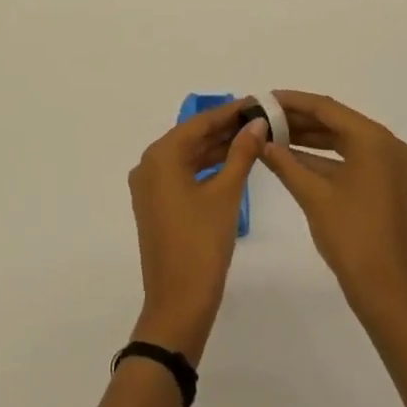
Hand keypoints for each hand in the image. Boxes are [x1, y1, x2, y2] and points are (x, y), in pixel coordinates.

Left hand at [127, 102, 266, 363]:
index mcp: (160, 156)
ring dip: (216, 148)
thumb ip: (242, 153)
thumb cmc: (202, 245)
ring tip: (251, 138)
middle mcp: (148, 164)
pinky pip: (182, 174)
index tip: (255, 101)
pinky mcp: (155, 205)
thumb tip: (258, 123)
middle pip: (191, 138)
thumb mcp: (226, 194)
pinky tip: (230, 163)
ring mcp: (149, 187)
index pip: (199, 123)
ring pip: (187, 157)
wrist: (178, 305)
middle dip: (224, 129)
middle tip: (258, 119)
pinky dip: (205, 168)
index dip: (229, 112)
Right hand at [258, 91, 406, 327]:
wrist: (388, 294)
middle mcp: (384, 144)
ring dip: (307, 139)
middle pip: (334, 121)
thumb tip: (259, 140)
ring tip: (271, 135)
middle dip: (298, 120)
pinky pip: (348, 159)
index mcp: (373, 139)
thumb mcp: (313, 195)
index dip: (292, 101)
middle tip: (263, 117)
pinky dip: (321, 158)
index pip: (326, 108)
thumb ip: (284, 162)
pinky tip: (290, 159)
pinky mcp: (382, 184)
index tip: (263, 98)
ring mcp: (386, 165)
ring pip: (340, 140)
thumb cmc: (352, 238)